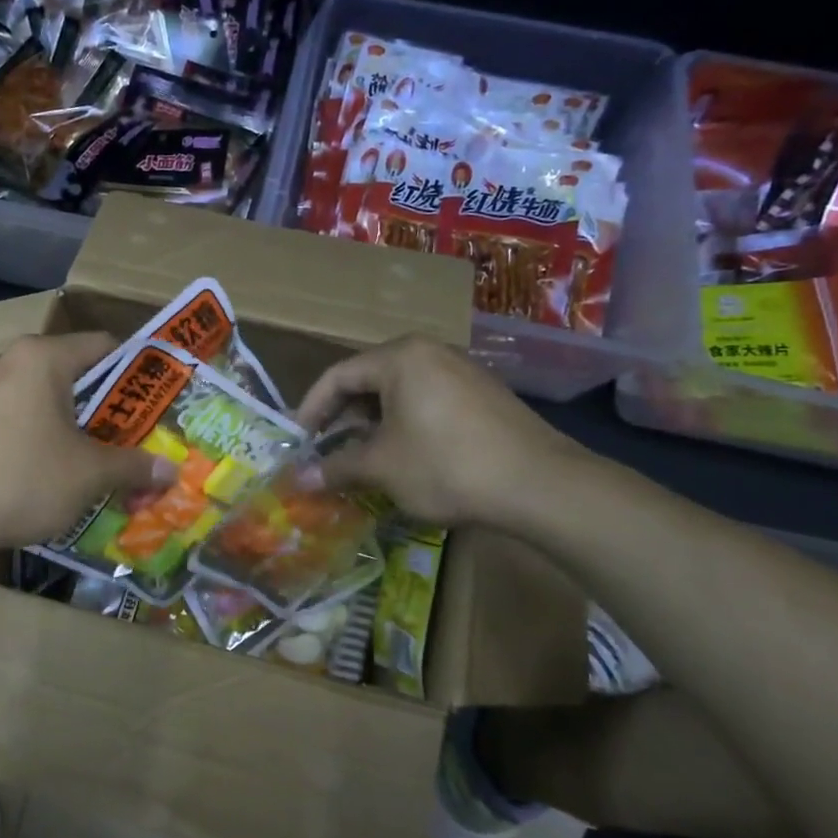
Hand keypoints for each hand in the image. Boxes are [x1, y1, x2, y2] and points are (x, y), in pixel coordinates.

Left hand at [0, 331, 175, 556]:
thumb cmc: (21, 479)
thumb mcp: (88, 474)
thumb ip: (133, 467)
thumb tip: (170, 471)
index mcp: (43, 357)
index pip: (105, 346)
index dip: (140, 371)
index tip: (162, 402)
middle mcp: (11, 361)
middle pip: (76, 374)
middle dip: (110, 408)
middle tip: (139, 438)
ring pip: (47, 399)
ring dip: (77, 426)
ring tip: (101, 460)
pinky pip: (20, 416)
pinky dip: (44, 436)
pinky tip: (54, 472)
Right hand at [295, 336, 596, 530]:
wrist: (541, 485)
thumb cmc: (446, 465)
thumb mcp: (382, 467)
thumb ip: (336, 467)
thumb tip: (297, 479)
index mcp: (400, 357)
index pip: (338, 375)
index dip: (311, 410)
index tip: (296, 441)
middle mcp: (430, 352)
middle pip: (368, 381)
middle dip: (342, 420)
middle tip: (326, 453)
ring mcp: (461, 372)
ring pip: (399, 394)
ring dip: (372, 427)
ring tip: (361, 461)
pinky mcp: (482, 396)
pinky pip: (427, 403)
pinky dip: (404, 427)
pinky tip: (404, 460)